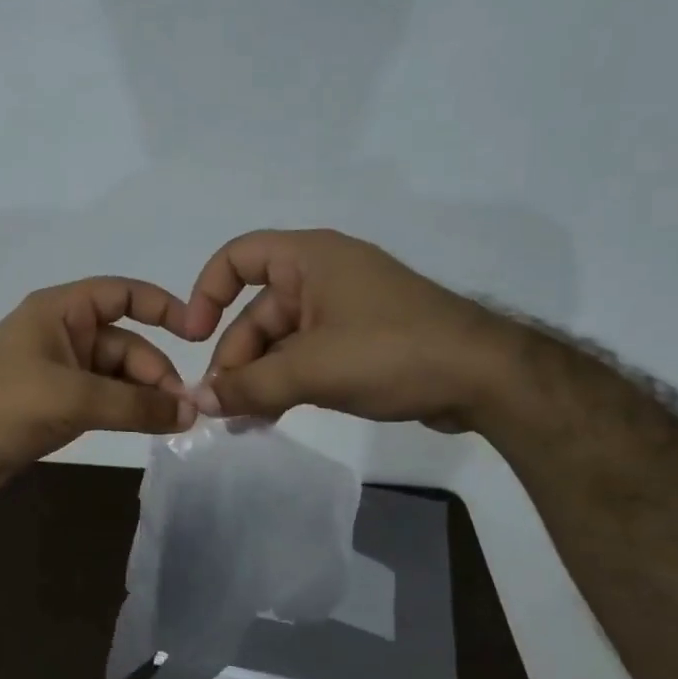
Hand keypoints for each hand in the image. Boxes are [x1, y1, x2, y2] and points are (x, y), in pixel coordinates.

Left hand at [0, 277, 197, 495]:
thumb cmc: (4, 405)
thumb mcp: (74, 398)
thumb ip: (135, 405)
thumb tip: (190, 414)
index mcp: (60, 311)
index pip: (121, 294)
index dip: (160, 306)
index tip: (196, 332)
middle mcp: (62, 334)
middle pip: (124, 342)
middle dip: (156, 371)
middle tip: (183, 409)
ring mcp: (59, 371)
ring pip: (116, 375)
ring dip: (144, 395)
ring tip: (174, 423)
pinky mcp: (56, 404)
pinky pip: (103, 399)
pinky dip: (126, 411)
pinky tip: (149, 427)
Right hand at [184, 229, 519, 429]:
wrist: (484, 377)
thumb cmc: (391, 352)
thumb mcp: (311, 370)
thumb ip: (248, 386)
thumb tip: (197, 403)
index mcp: (310, 259)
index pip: (238, 257)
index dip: (207, 292)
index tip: (193, 336)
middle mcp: (322, 276)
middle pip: (256, 311)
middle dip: (235, 358)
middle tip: (221, 406)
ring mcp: (343, 310)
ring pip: (281, 341)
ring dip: (258, 378)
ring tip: (241, 420)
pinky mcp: (360, 341)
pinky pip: (307, 357)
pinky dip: (286, 382)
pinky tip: (271, 416)